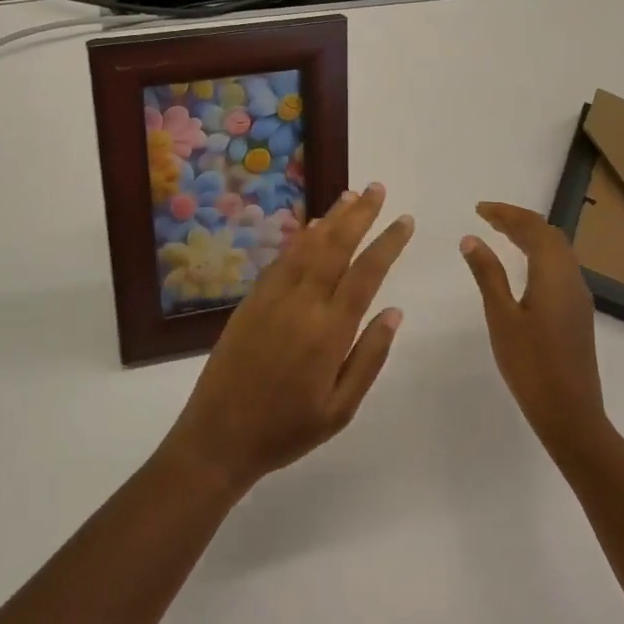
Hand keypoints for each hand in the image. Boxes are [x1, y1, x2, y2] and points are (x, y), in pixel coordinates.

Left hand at [163, 184, 414, 494]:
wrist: (219, 435)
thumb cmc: (287, 430)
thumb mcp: (340, 409)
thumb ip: (369, 358)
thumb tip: (393, 311)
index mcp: (329, 331)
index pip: (365, 274)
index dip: (387, 243)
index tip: (404, 220)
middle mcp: (301, 304)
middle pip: (335, 247)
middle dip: (359, 215)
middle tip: (377, 189)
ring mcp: (272, 297)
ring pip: (307, 247)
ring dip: (330, 219)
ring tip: (350, 196)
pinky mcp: (252, 300)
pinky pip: (282, 260)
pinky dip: (300, 239)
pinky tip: (311, 229)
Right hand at [460, 202, 607, 463]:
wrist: (570, 414)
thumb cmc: (531, 364)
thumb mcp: (501, 317)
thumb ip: (488, 275)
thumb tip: (472, 239)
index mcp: (553, 274)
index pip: (533, 228)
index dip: (507, 214)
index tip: (479, 209)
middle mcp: (572, 279)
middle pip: (550, 235)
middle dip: (520, 221)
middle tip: (488, 217)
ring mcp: (578, 297)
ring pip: (558, 251)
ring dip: (531, 236)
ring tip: (501, 234)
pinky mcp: (577, 313)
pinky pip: (559, 268)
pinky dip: (539, 255)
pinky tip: (522, 267)